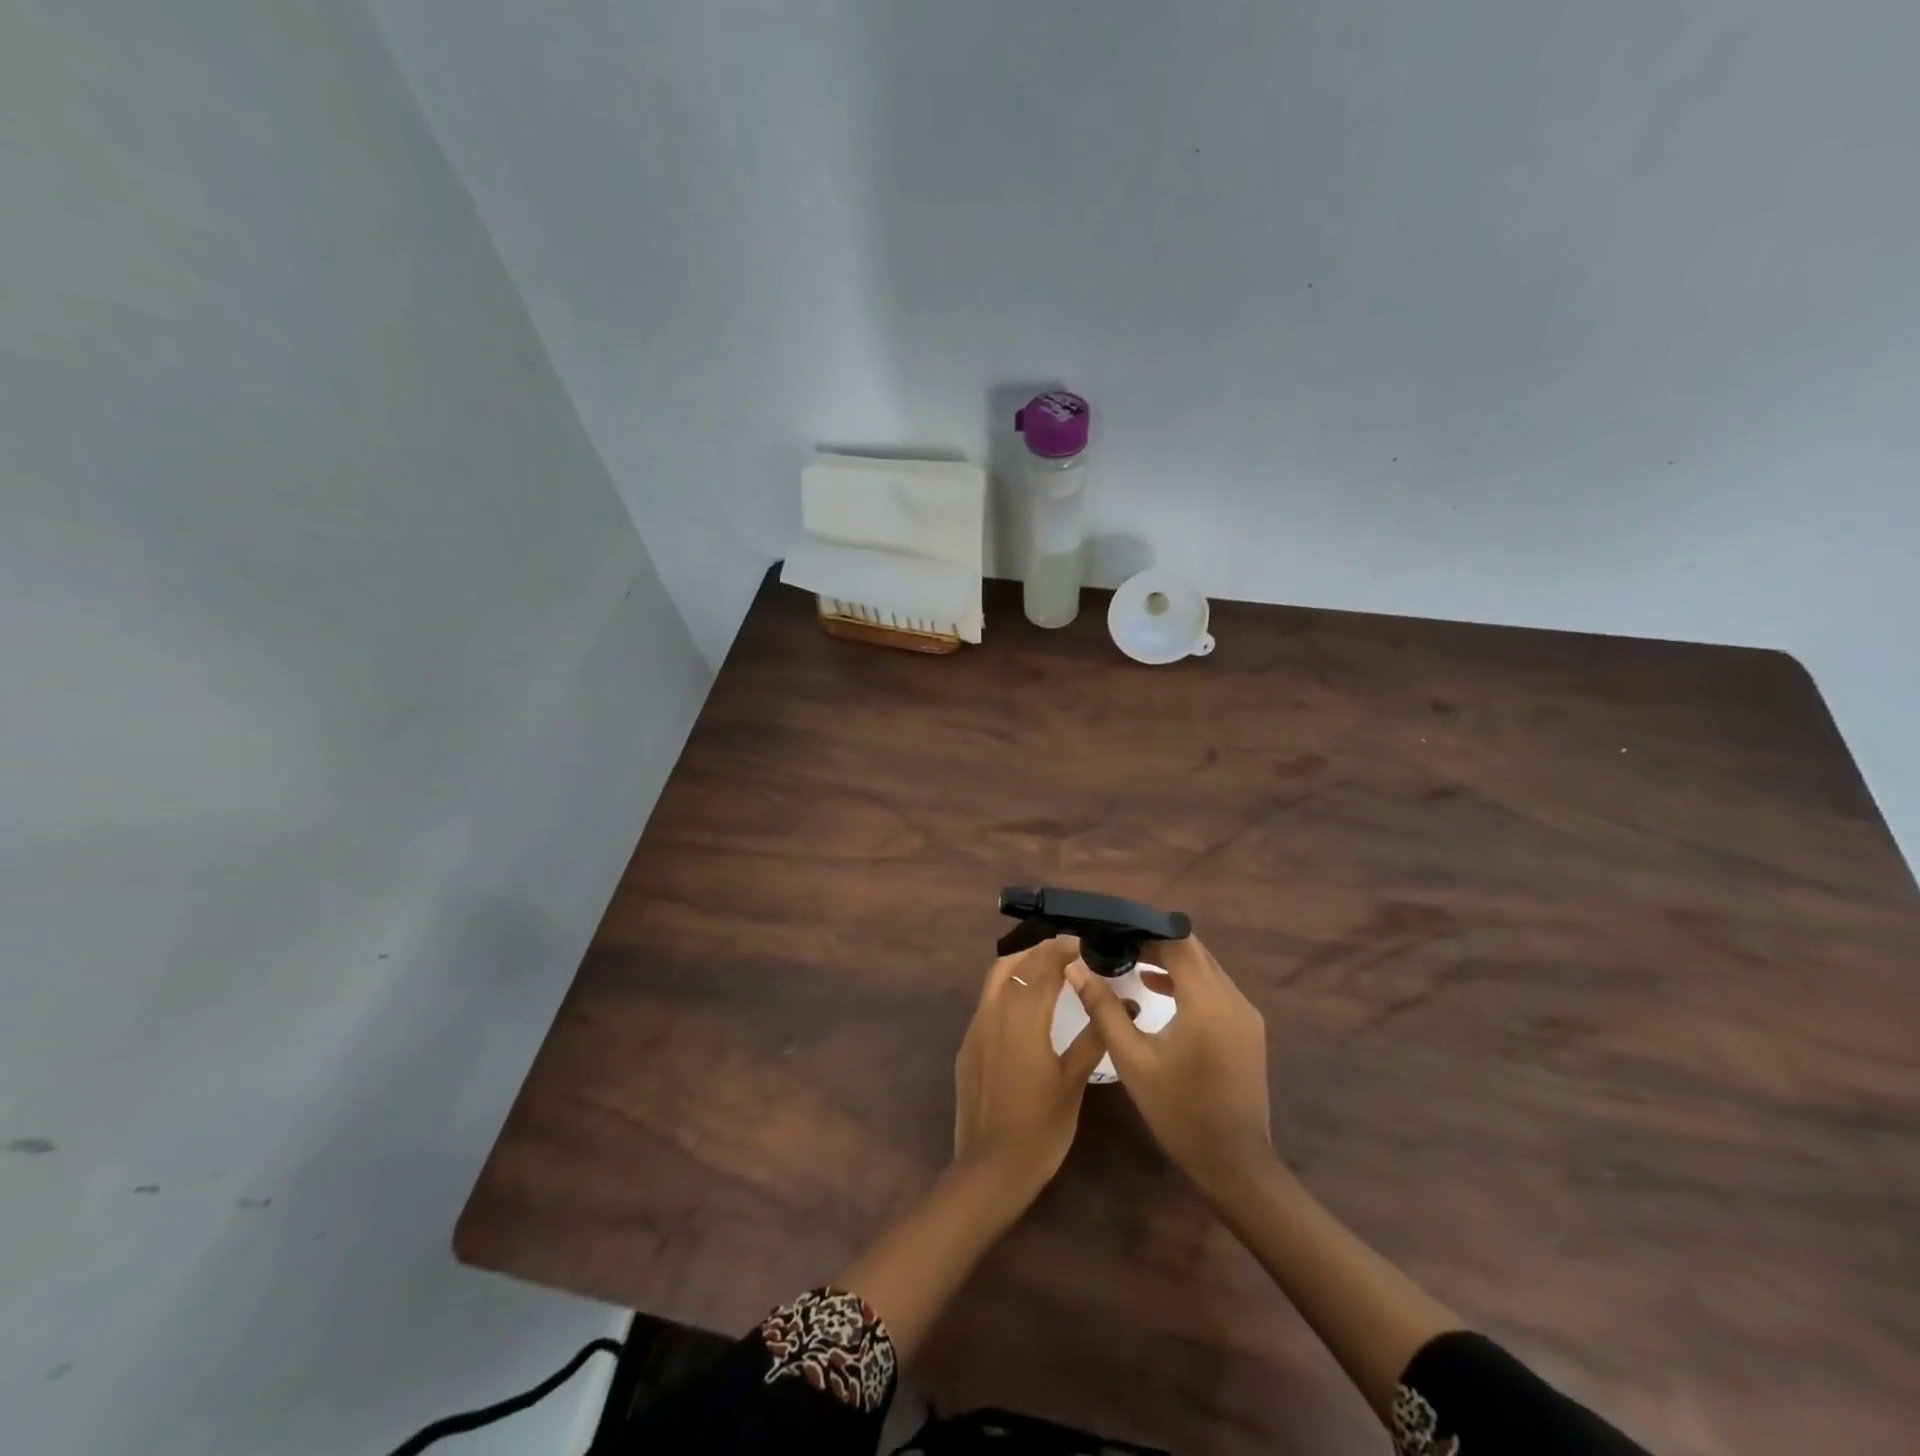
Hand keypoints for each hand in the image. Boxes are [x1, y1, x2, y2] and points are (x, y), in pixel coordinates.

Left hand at [954, 935, 1105, 1198]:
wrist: (990, 1168)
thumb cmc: (1041, 1128)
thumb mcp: (1074, 1082)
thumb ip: (1094, 1036)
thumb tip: (1122, 1002)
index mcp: (1023, 1015)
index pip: (1043, 964)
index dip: (1064, 948)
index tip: (1086, 943)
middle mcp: (994, 1010)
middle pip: (1017, 963)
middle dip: (1043, 950)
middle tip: (1072, 952)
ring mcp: (976, 1026)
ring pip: (996, 976)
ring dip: (1022, 963)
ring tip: (1050, 968)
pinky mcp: (967, 1044)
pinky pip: (988, 999)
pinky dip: (1008, 986)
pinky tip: (1027, 1004)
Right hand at [1066, 934, 1271, 1193]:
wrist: (1234, 1164)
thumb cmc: (1177, 1111)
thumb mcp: (1132, 1059)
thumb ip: (1103, 1008)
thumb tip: (1076, 968)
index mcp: (1206, 1001)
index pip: (1177, 942)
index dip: (1145, 932)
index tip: (1113, 933)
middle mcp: (1233, 998)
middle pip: (1194, 950)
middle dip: (1156, 943)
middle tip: (1116, 946)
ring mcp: (1246, 1013)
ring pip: (1206, 968)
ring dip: (1172, 961)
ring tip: (1130, 964)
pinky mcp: (1249, 1029)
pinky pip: (1216, 988)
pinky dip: (1188, 981)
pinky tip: (1157, 990)